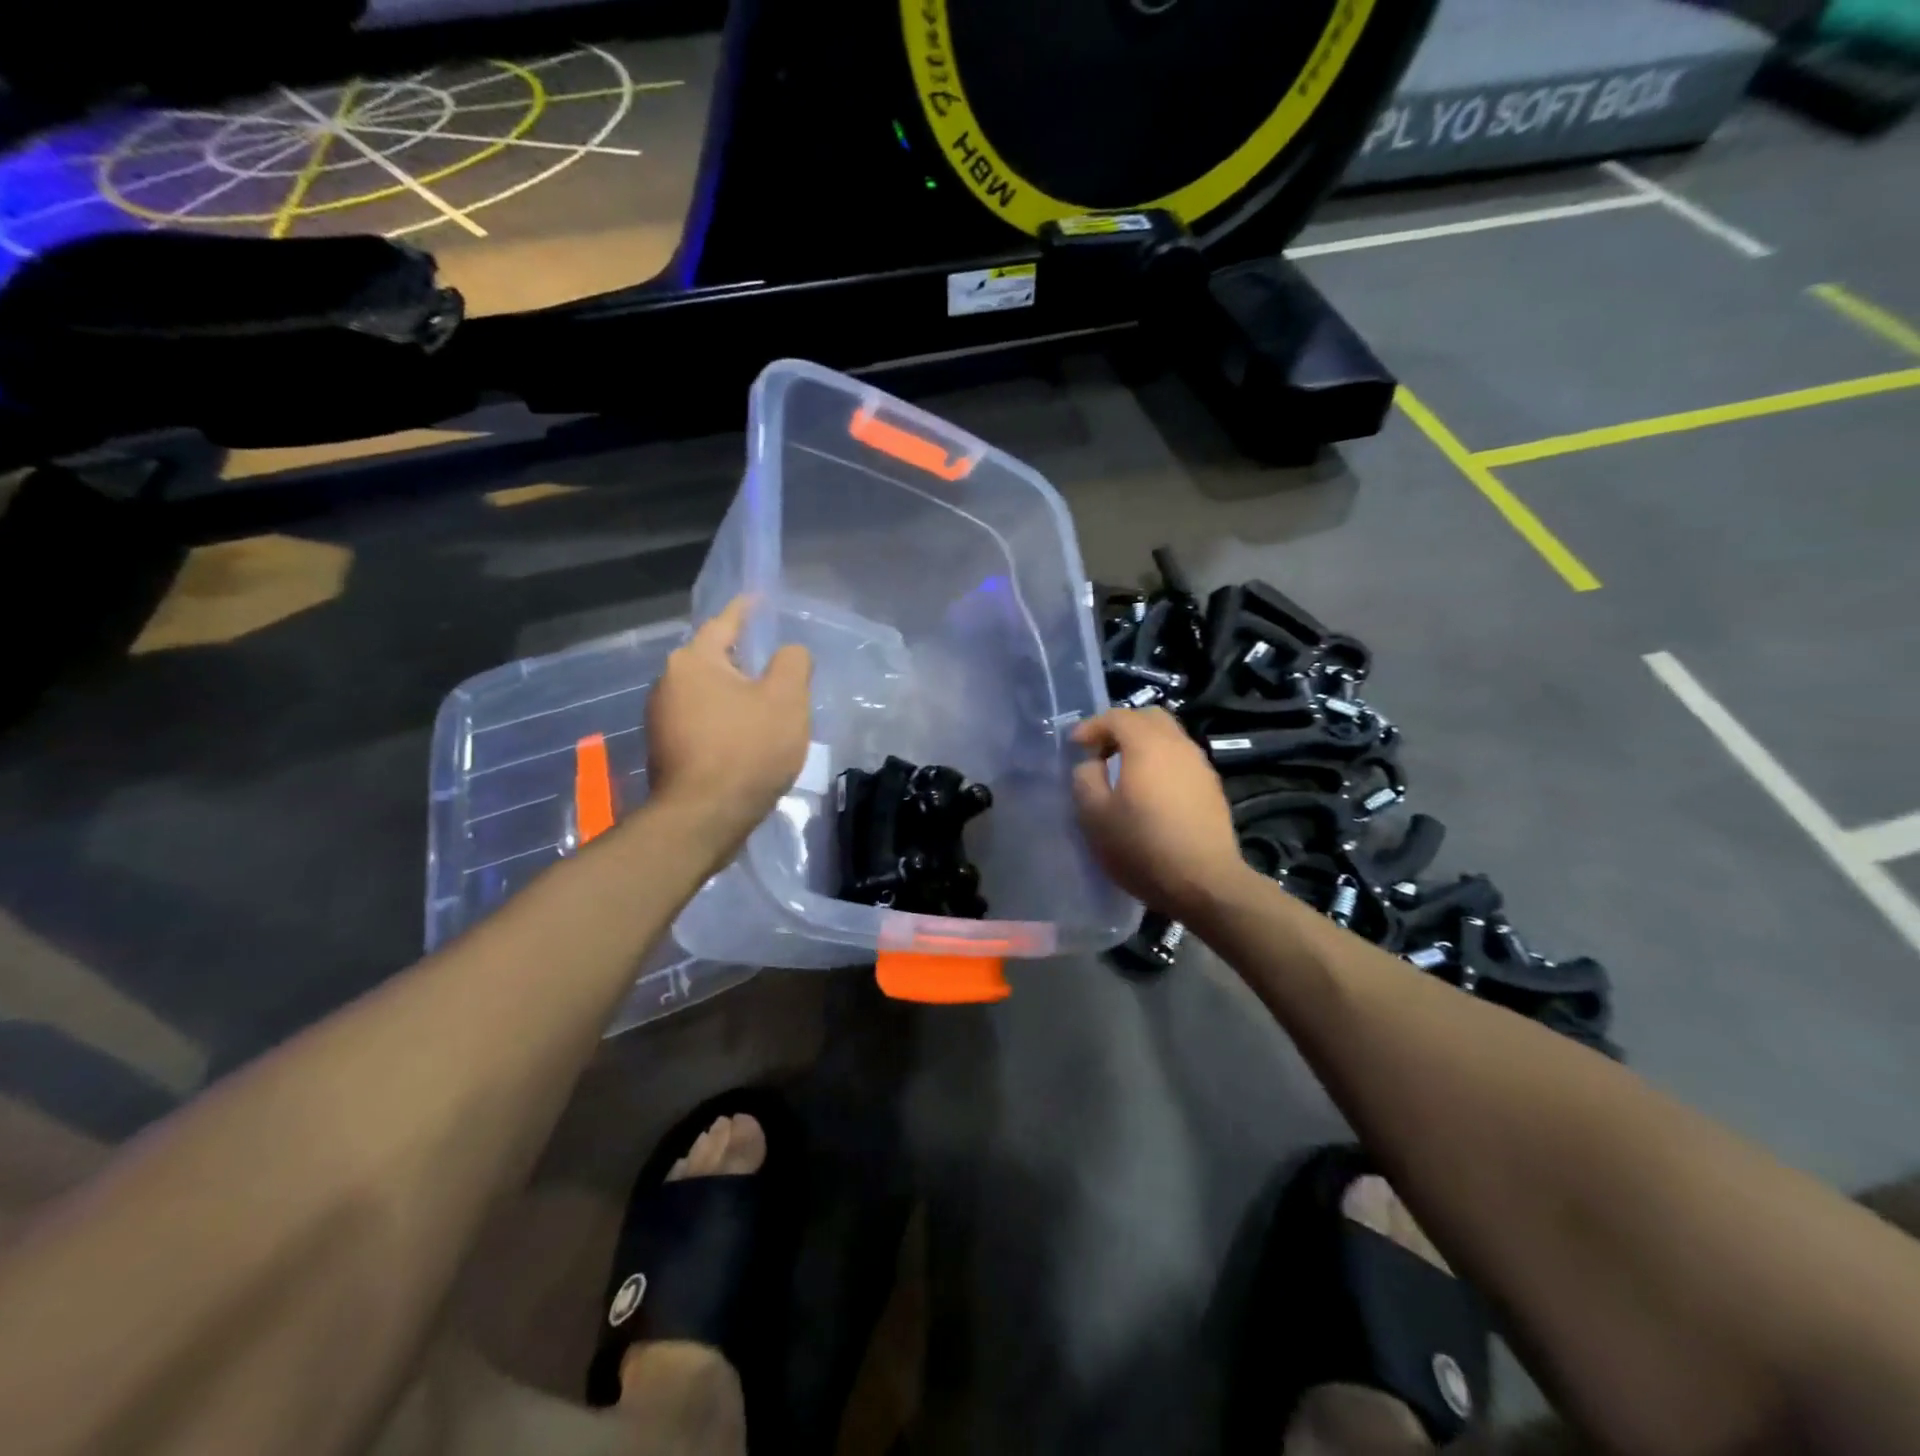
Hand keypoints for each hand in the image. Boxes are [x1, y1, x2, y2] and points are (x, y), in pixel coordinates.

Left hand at [646, 597, 811, 867]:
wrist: (704, 817)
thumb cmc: (747, 749)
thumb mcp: (786, 700)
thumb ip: (793, 663)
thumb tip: (788, 652)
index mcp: (694, 661)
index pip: (724, 623)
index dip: (747, 610)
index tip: (760, 599)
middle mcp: (668, 682)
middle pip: (713, 660)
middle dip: (742, 660)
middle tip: (776, 667)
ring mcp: (660, 718)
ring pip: (706, 693)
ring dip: (734, 695)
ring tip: (765, 707)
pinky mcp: (664, 749)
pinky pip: (700, 720)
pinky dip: (723, 721)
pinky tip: (745, 738)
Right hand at [1071, 707, 1250, 922]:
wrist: (1205, 883)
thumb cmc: (1143, 846)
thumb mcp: (1095, 816)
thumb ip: (1085, 779)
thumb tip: (1091, 763)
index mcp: (1147, 745)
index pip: (1117, 716)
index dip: (1091, 726)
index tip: (1074, 746)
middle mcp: (1178, 745)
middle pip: (1149, 717)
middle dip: (1121, 727)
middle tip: (1101, 752)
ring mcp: (1200, 765)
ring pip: (1169, 737)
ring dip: (1143, 745)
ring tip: (1123, 773)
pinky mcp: (1212, 788)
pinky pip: (1181, 759)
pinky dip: (1161, 762)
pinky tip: (1150, 793)